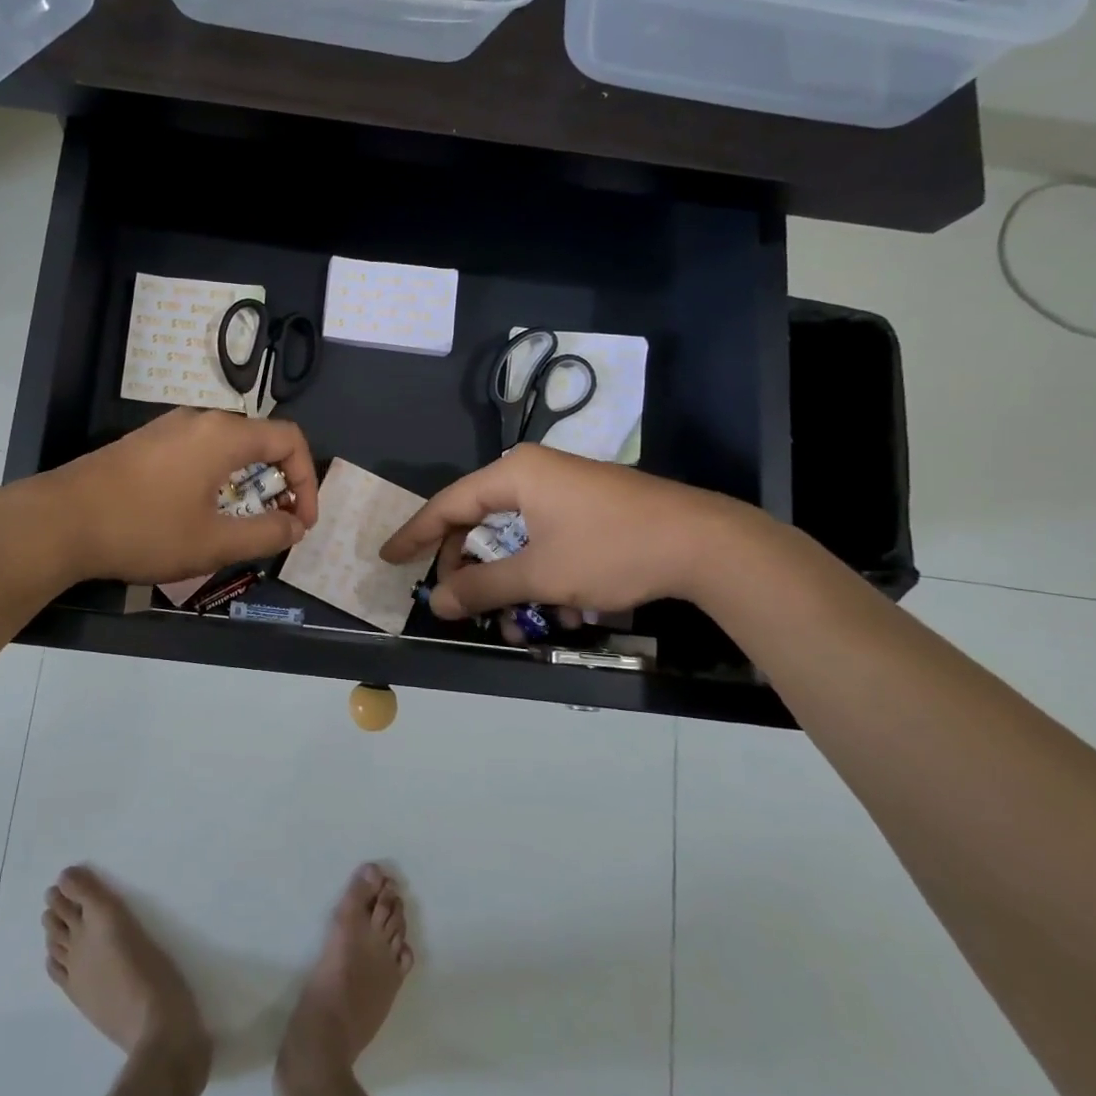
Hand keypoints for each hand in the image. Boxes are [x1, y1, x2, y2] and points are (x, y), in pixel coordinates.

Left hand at [46, 408, 319, 584]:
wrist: (59, 521)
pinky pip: (198, 453)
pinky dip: (216, 479)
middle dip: (278, 483)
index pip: (289, 440)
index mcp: (223, 435)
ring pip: (227, 448)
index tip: (300, 522)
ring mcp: (168, 428)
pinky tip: (197, 513)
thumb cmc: (144, 530)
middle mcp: (199, 420)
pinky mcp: (145, 443)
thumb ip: (265, 534)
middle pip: (259, 441)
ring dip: (246, 484)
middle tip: (274, 524)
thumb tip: (295, 526)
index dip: (307, 480)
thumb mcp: (213, 543)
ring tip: (239, 524)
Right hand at [379, 445, 749, 619]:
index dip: (415, 535)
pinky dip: (541, 572)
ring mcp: (564, 488)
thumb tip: (437, 601)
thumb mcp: (541, 575)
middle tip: (458, 602)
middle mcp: (533, 472)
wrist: (707, 545)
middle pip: (479, 520)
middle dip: (470, 568)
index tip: (388, 557)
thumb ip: (483, 588)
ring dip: (510, 580)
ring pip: (515, 536)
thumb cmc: (612, 551)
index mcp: (514, 474)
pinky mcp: (588, 507)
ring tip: (518, 622)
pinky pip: (545, 538)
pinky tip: (559, 610)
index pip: (448, 505)